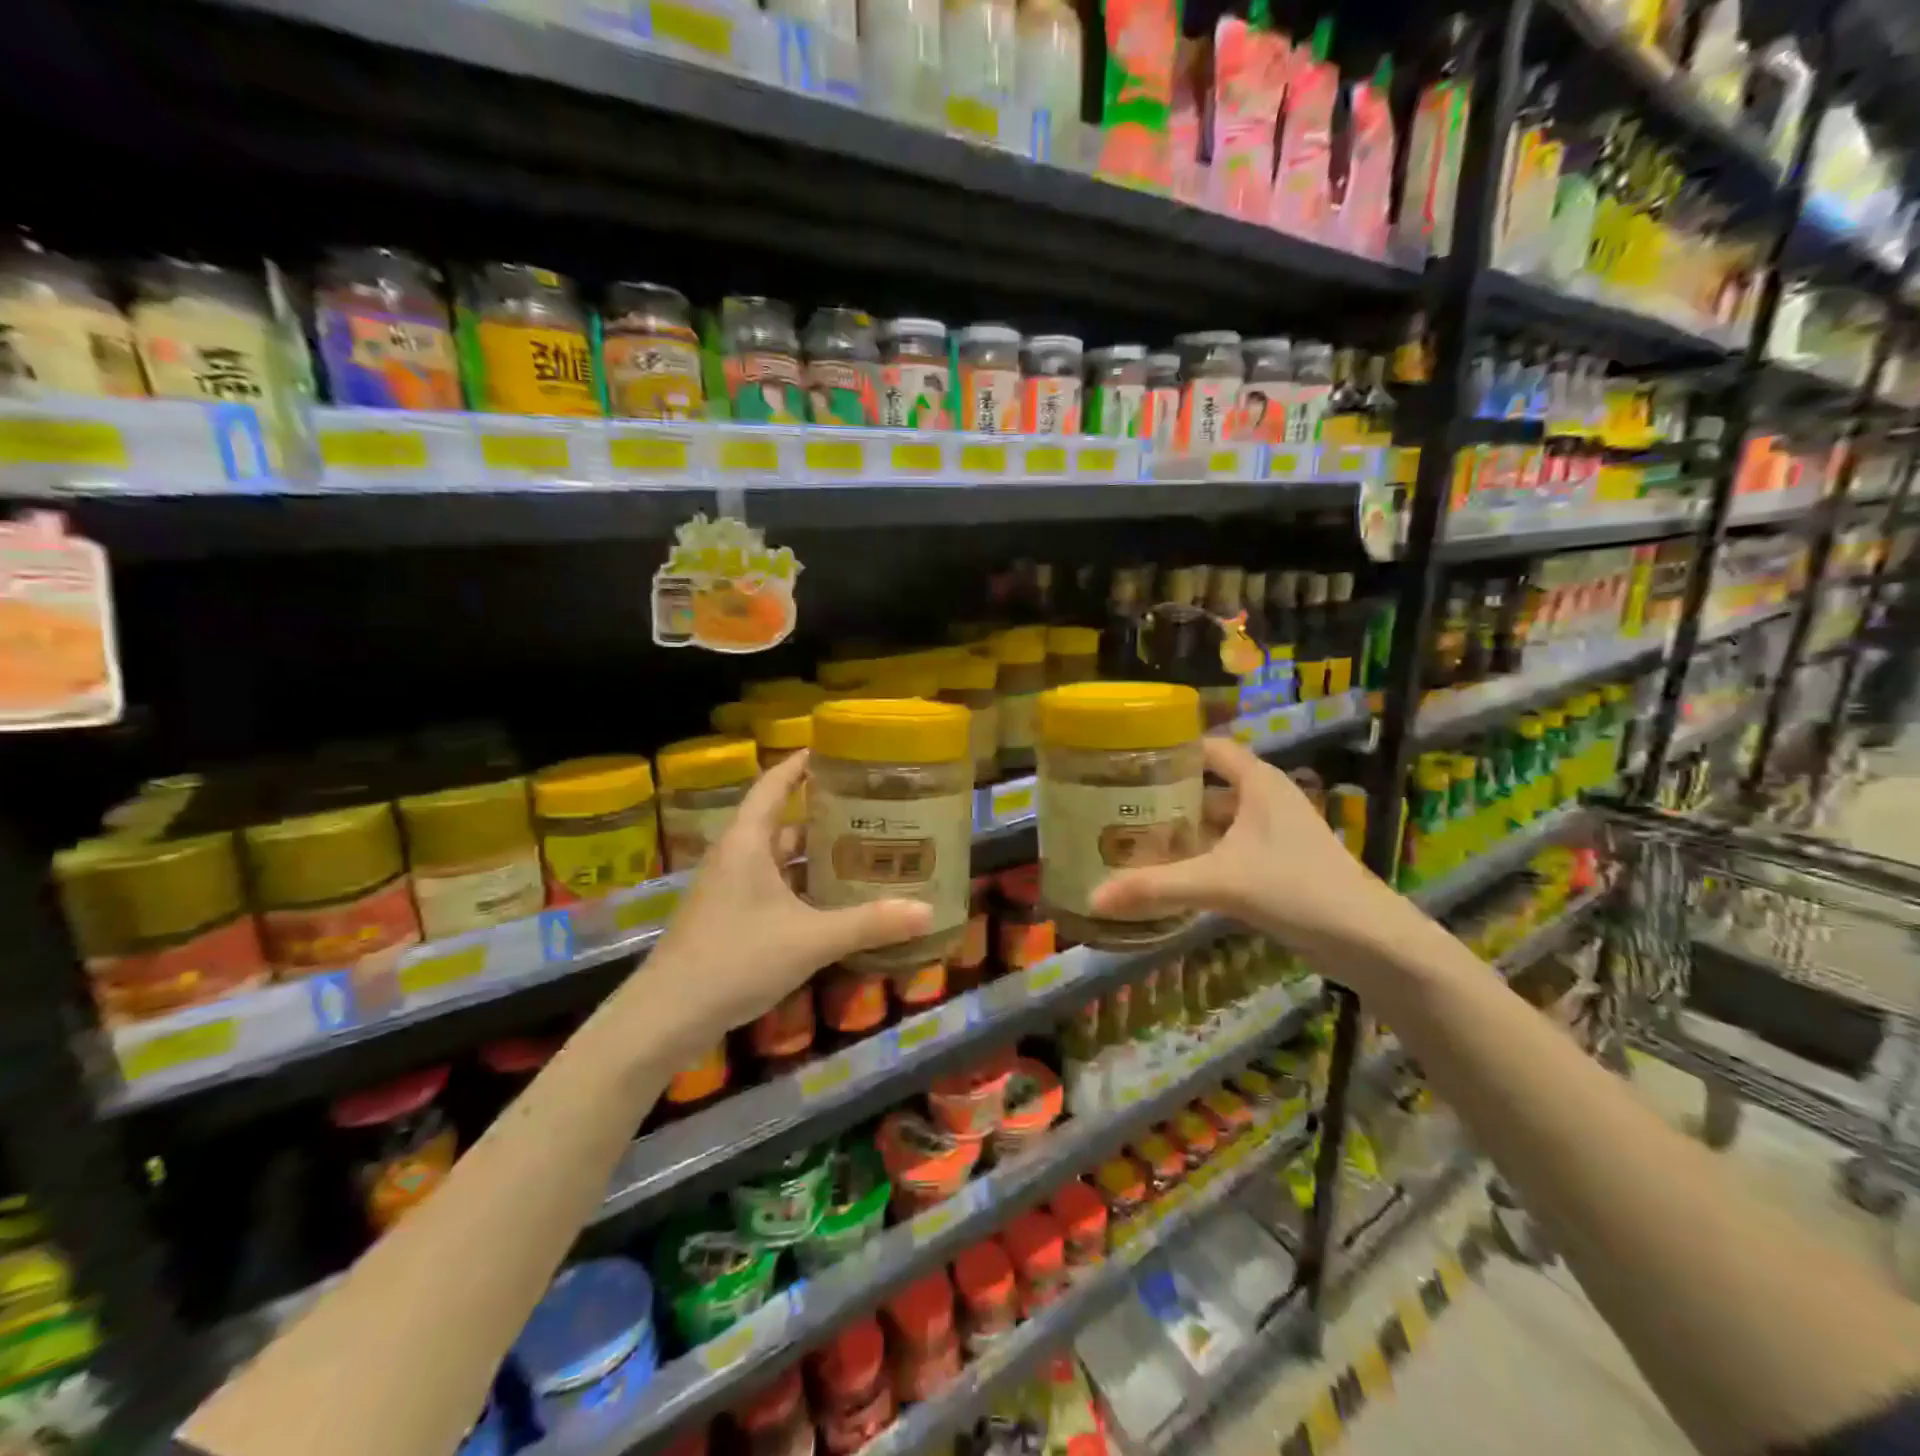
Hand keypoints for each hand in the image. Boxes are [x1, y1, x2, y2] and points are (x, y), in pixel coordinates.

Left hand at [642, 750, 932, 1039]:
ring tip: (863, 853)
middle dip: (824, 817)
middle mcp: (736, 856)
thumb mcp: (810, 939)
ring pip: (779, 860)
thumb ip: (869, 924)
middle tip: (870, 811)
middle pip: (783, 823)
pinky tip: (834, 903)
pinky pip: (773, 889)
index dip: (800, 763)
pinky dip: (802, 889)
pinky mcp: (729, 918)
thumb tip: (928, 911)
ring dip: (815, 857)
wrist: (667, 1016)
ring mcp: (729, 889)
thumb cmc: (736, 959)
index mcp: (747, 842)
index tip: (834, 750)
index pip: (774, 784)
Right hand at [1089, 737, 1394, 957]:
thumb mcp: (1220, 883)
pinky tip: (1168, 872)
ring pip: (1216, 820)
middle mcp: (1265, 800)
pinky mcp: (1275, 864)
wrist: (1367, 940)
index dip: (1170, 749)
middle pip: (1207, 785)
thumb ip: (1156, 887)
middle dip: (1165, 794)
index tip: (1126, 759)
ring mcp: (1272, 833)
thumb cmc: (1297, 889)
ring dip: (1181, 829)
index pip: (1208, 748)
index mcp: (1258, 783)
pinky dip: (1198, 856)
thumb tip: (1093, 897)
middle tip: (1117, 804)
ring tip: (1132, 837)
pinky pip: (1226, 848)